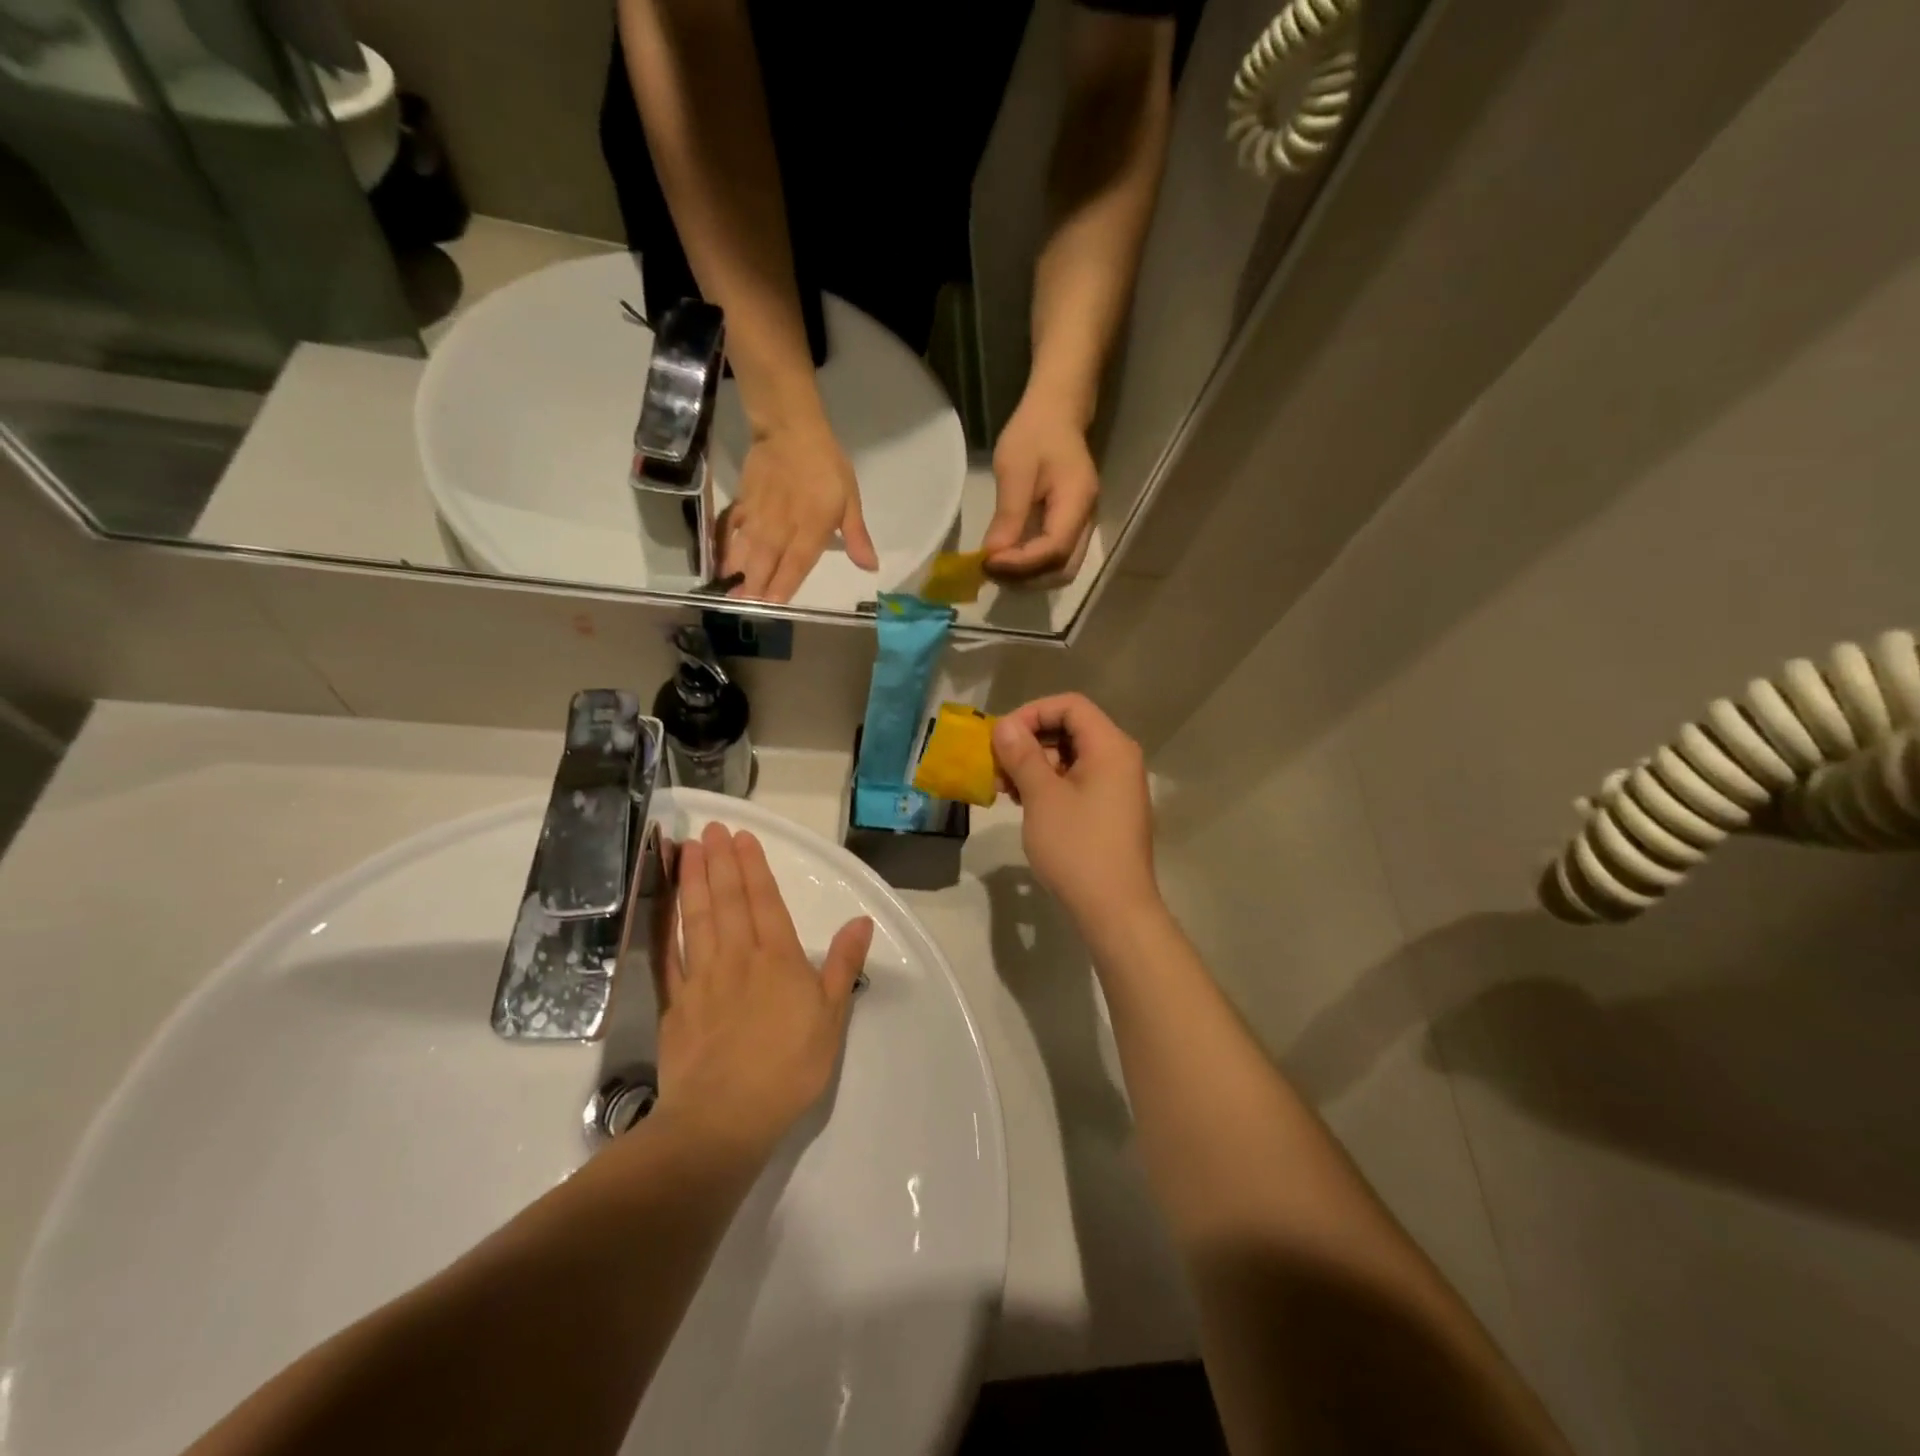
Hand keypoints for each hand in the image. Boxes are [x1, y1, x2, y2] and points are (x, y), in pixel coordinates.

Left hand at [652, 823, 873, 1158]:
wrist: (723, 1118)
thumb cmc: (788, 1068)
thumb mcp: (831, 1017)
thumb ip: (843, 964)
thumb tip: (861, 920)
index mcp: (778, 958)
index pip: (765, 901)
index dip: (753, 866)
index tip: (741, 837)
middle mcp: (738, 957)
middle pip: (727, 900)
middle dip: (720, 861)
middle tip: (711, 829)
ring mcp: (701, 977)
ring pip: (695, 917)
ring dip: (691, 880)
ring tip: (685, 849)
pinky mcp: (675, 1002)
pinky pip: (668, 953)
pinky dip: (664, 924)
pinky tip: (661, 905)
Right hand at [721, 416, 877, 602]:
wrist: (791, 429)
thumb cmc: (826, 466)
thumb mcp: (850, 500)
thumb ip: (857, 536)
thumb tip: (871, 567)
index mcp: (810, 530)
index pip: (795, 566)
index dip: (783, 587)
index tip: (772, 606)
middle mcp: (781, 528)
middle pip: (765, 563)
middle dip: (754, 586)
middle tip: (744, 606)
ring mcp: (759, 516)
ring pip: (745, 549)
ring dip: (737, 572)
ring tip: (728, 591)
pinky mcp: (744, 503)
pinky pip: (731, 528)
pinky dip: (725, 545)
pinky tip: (719, 560)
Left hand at [983, 394, 1098, 583]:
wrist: (1057, 412)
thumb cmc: (1035, 433)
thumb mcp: (1015, 469)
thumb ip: (1008, 516)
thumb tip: (993, 556)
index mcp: (1077, 502)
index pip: (1054, 550)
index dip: (1021, 564)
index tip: (988, 563)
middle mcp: (1086, 521)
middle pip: (1062, 570)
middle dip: (1026, 578)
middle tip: (990, 571)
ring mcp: (1081, 527)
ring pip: (1061, 570)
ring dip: (1028, 578)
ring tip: (997, 569)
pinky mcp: (1071, 528)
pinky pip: (1056, 560)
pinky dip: (1032, 568)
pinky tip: (1008, 560)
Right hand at [991, 694, 1157, 927]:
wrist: (1115, 910)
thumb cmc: (1078, 847)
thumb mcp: (1042, 797)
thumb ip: (1023, 755)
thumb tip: (1005, 726)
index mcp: (1110, 747)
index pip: (1070, 705)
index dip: (1032, 713)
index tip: (1001, 738)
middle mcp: (1119, 759)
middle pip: (1070, 729)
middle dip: (1029, 742)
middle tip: (997, 766)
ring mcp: (1117, 787)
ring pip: (1071, 757)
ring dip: (1035, 765)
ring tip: (1004, 789)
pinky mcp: (1110, 811)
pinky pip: (1077, 781)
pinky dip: (1049, 785)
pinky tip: (1024, 804)